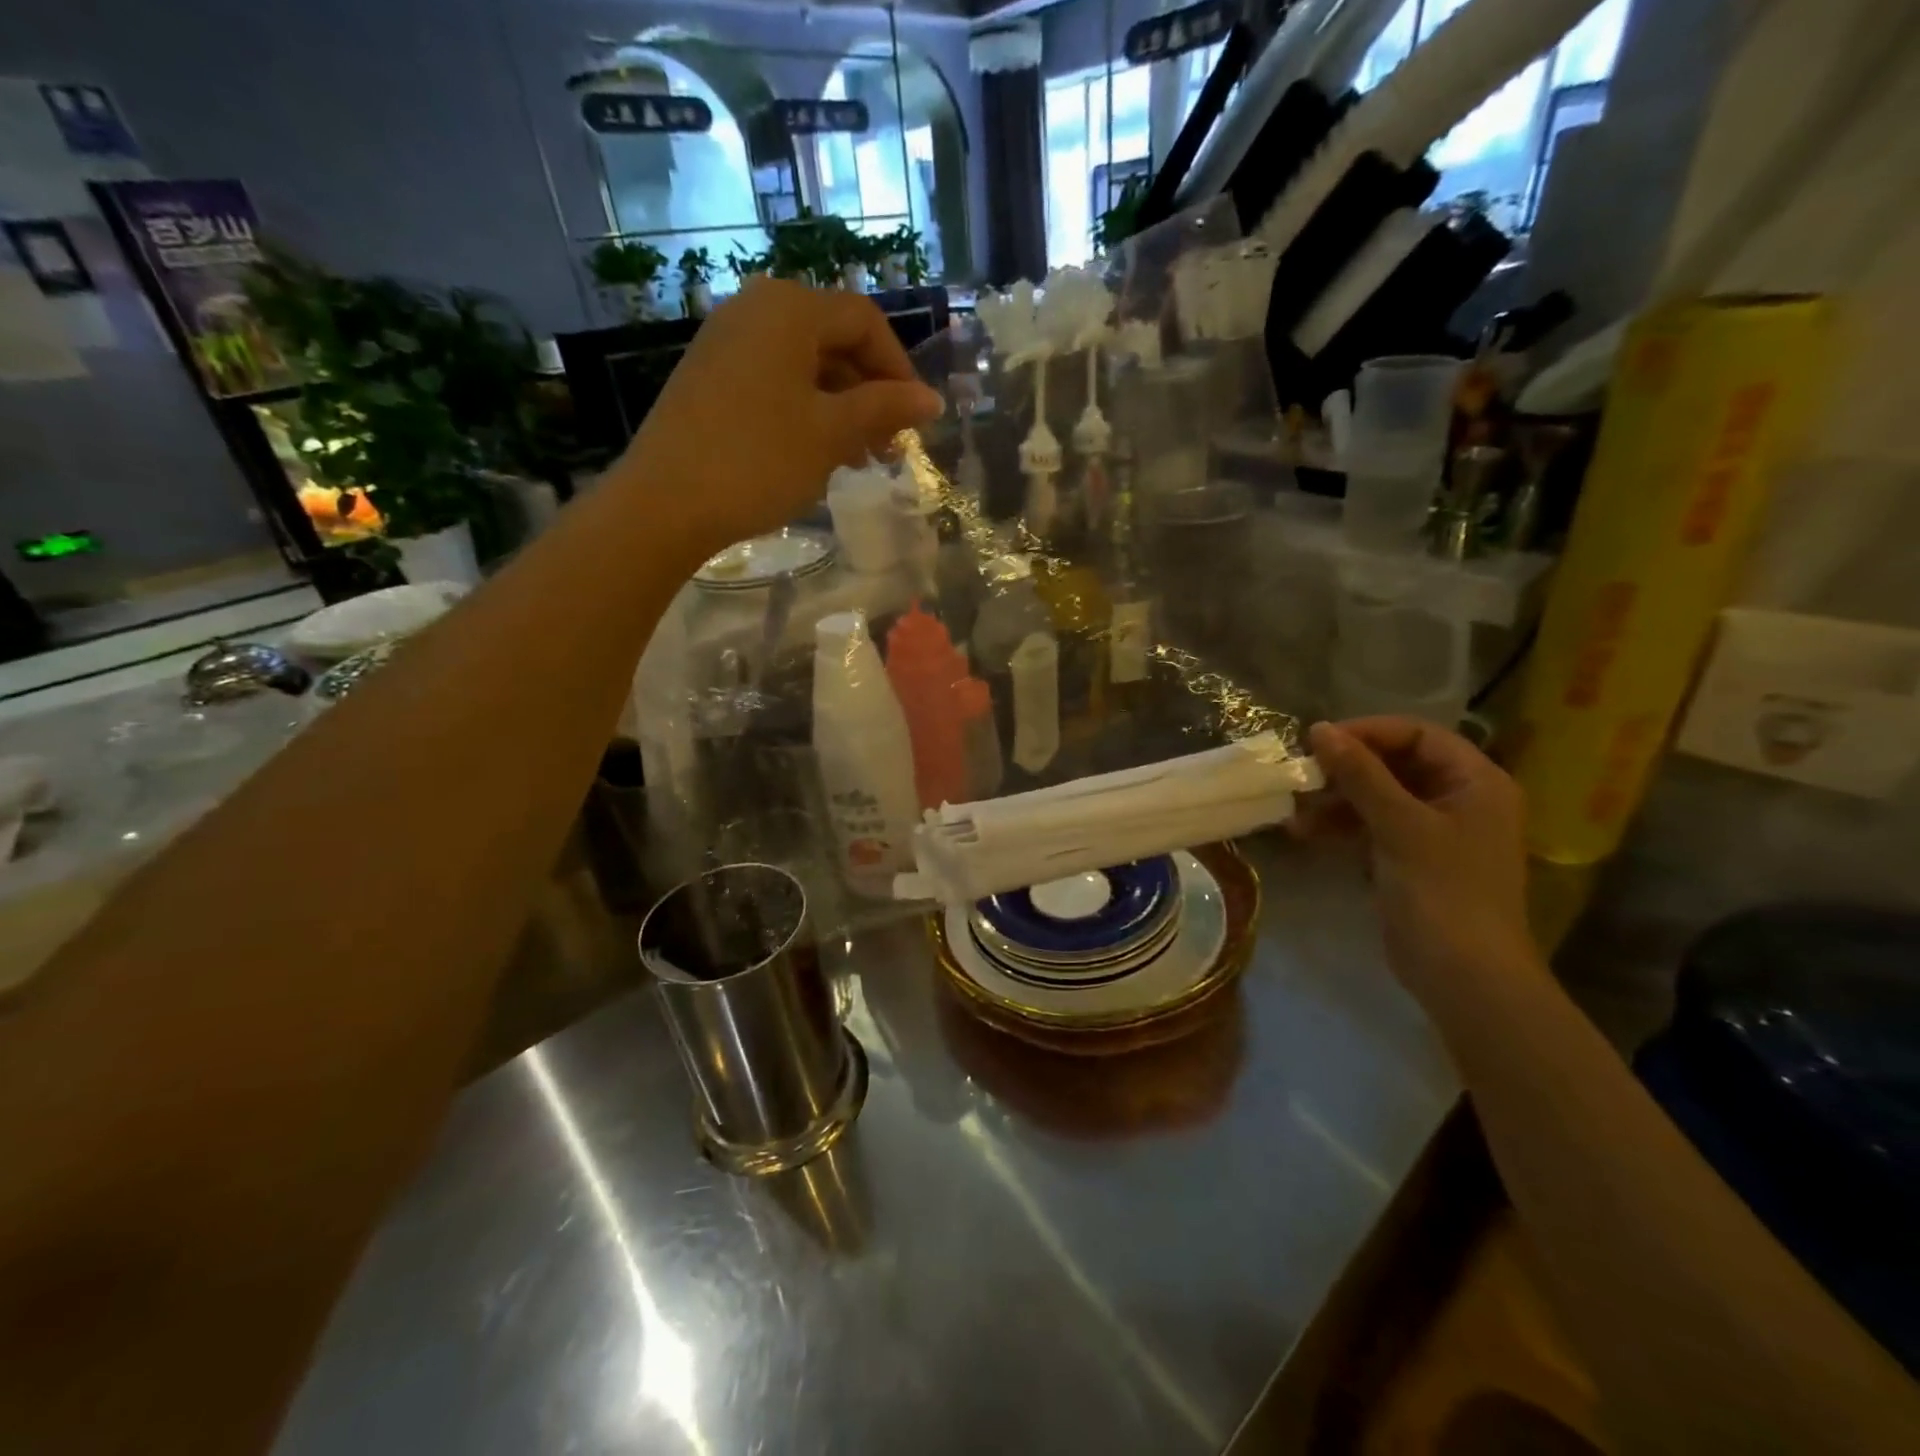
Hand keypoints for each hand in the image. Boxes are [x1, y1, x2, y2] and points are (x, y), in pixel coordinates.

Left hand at [618, 277, 944, 558]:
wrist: (666, 502)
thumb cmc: (759, 460)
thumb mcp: (832, 434)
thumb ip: (884, 409)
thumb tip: (932, 399)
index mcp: (788, 309)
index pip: (864, 321)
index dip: (898, 368)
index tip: (915, 420)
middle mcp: (755, 310)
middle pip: (833, 340)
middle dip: (869, 394)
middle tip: (888, 447)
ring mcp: (726, 343)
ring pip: (804, 366)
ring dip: (841, 408)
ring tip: (857, 460)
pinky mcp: (709, 377)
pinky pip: (773, 382)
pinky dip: (805, 412)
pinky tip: (814, 455)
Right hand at [1296, 718, 1540, 1003]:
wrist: (1464, 976)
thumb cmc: (1443, 892)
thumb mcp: (1399, 826)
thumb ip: (1360, 774)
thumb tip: (1319, 729)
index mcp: (1476, 782)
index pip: (1419, 735)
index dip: (1369, 733)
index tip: (1319, 742)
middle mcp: (1459, 799)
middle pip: (1395, 764)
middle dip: (1346, 770)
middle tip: (1302, 776)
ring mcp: (1434, 831)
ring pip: (1377, 796)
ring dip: (1336, 801)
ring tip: (1295, 813)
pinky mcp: (1410, 858)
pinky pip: (1372, 826)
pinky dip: (1341, 827)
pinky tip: (1305, 834)